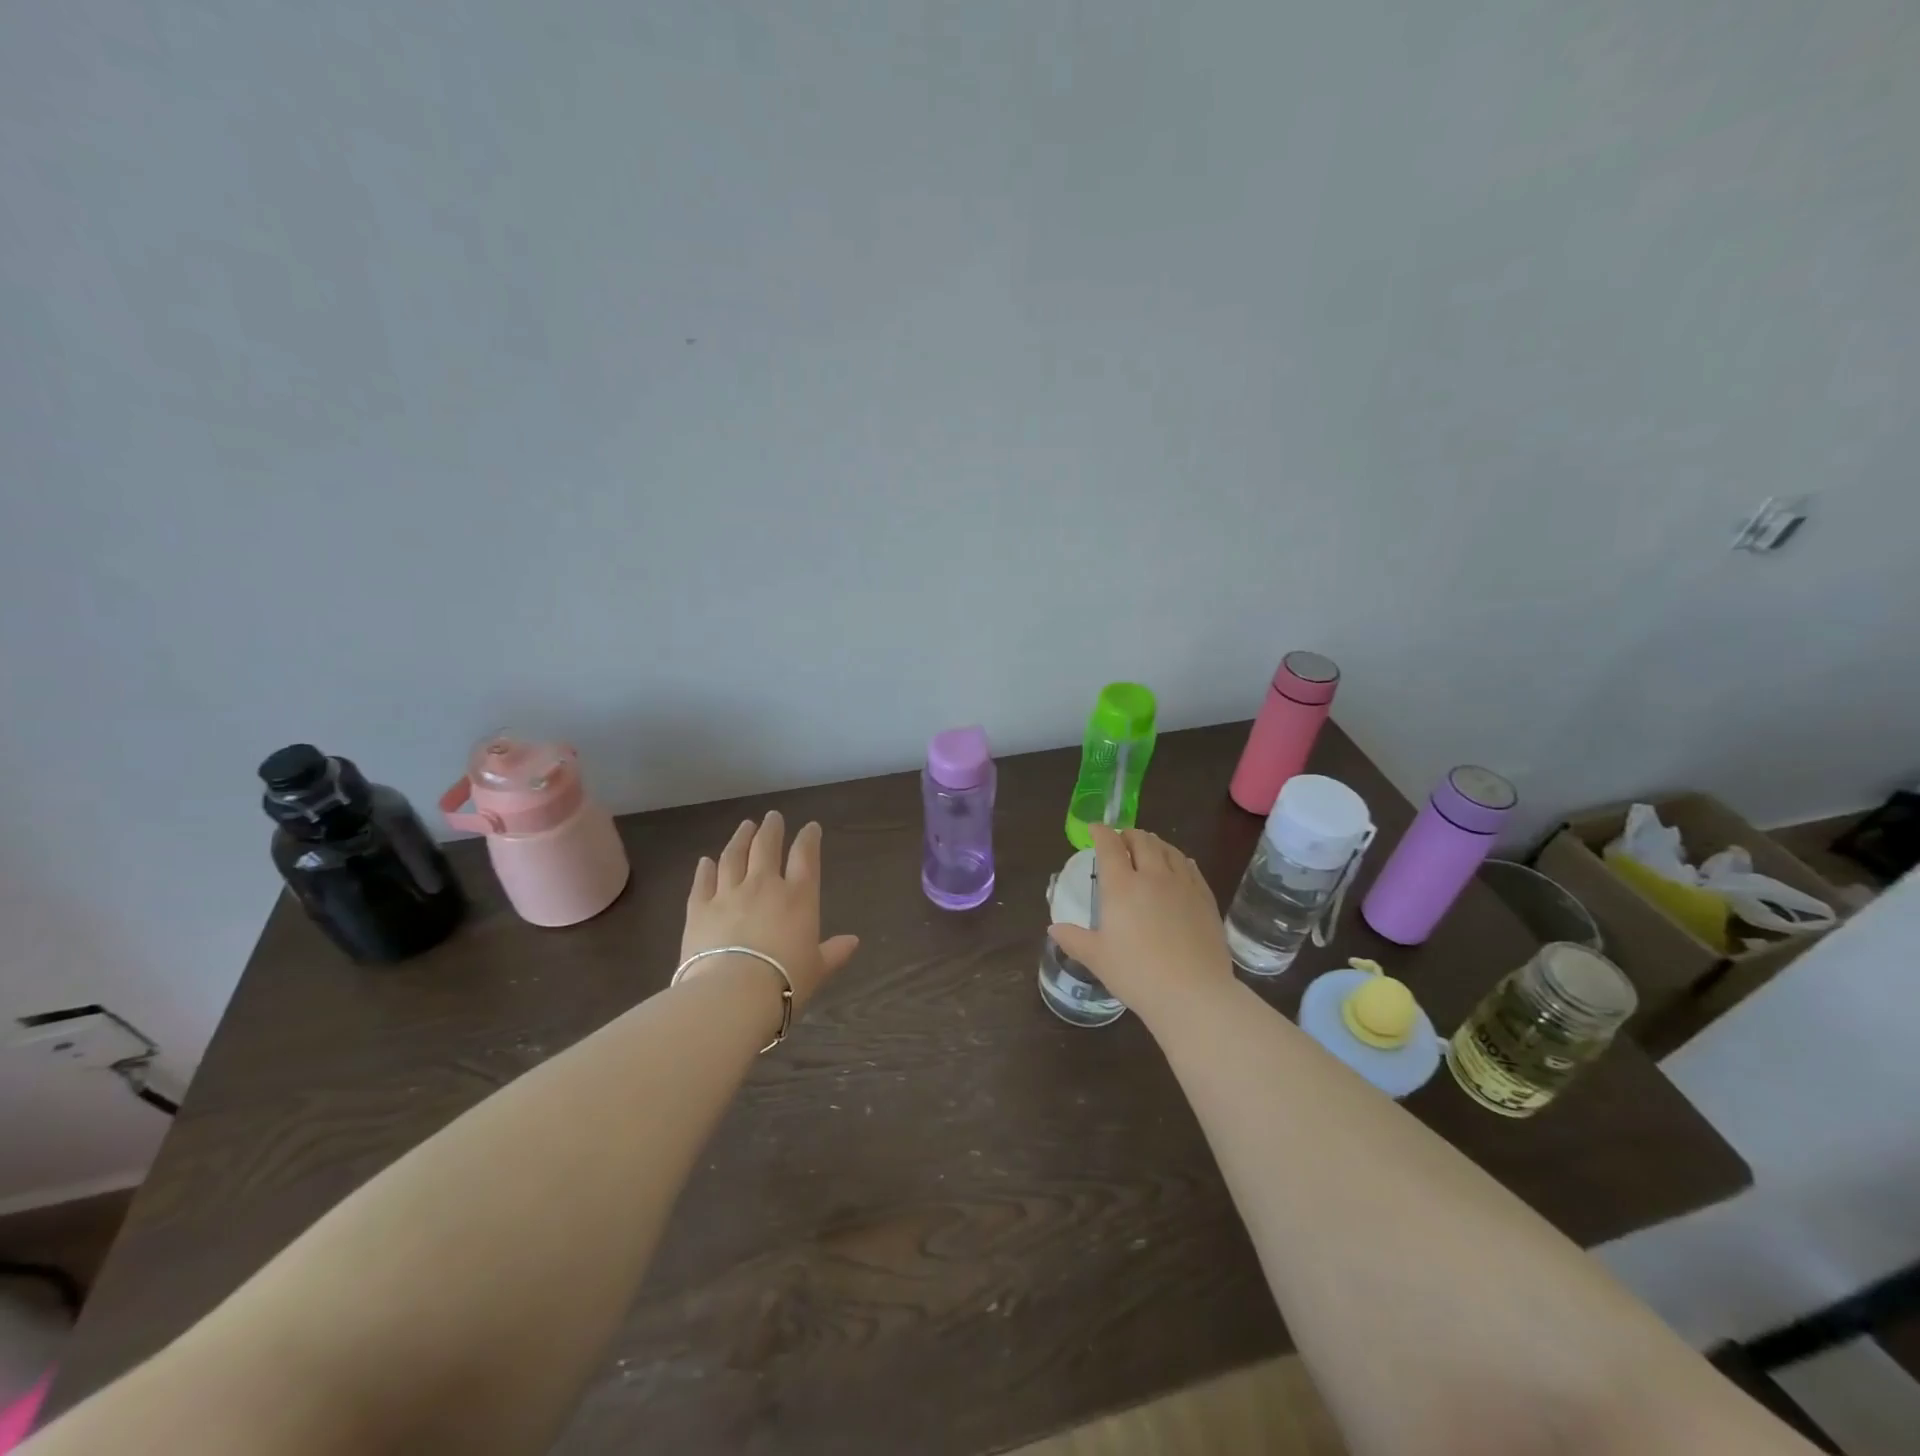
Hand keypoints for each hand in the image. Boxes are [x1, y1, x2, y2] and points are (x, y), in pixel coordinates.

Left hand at [682, 811, 859, 1014]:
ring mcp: (728, 894)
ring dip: (740, 839)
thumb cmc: (785, 981)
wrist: (732, 994)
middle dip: (771, 829)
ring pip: (733, 856)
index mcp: (798, 897)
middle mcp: (764, 885)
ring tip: (744, 826)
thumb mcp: (818, 969)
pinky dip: (704, 869)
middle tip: (772, 817)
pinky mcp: (698, 909)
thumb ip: (834, 952)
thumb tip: (853, 941)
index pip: (806, 856)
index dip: (809, 838)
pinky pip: (702, 882)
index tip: (811, 827)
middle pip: (766, 847)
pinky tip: (705, 861)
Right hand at [1048, 823, 1234, 1029]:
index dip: (1100, 833)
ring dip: (1154, 842)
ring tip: (1148, 846)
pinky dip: (1179, 859)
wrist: (1193, 994)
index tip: (1094, 829)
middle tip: (1121, 839)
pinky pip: (1191, 868)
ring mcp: (1183, 886)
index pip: (1110, 847)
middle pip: (1142, 841)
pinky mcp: (1205, 899)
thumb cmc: (1137, 975)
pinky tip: (1179, 864)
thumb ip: (1074, 939)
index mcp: (1122, 887)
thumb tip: (1054, 928)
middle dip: (1128, 834)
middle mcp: (1153, 876)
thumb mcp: (1097, 958)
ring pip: (1169, 850)